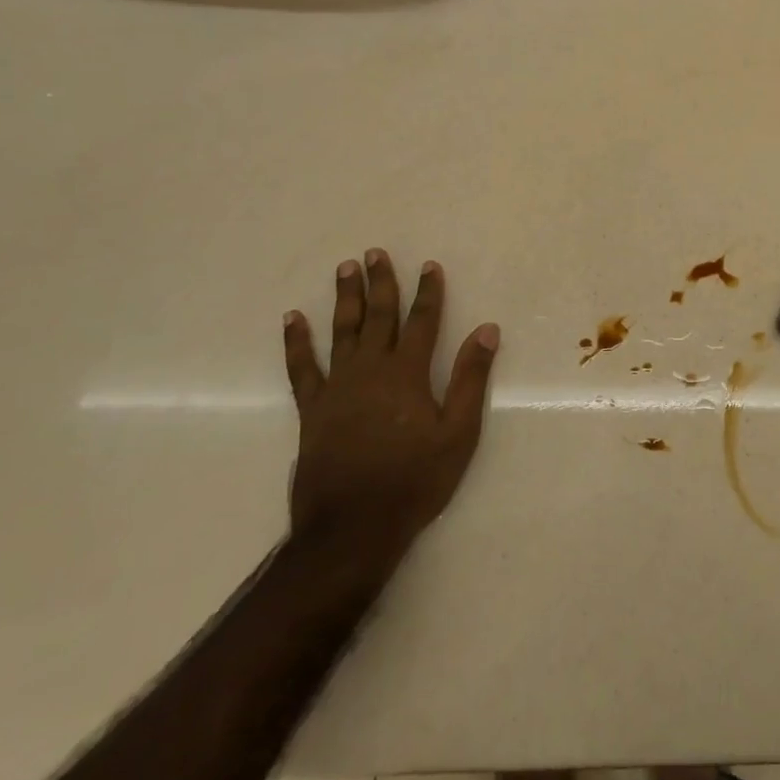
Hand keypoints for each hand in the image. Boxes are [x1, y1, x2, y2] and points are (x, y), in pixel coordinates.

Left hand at [282, 250, 498, 560]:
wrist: (352, 527)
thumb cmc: (414, 480)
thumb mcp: (459, 433)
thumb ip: (470, 378)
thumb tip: (486, 330)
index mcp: (408, 374)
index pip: (422, 321)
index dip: (428, 292)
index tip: (429, 265)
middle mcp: (371, 370)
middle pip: (378, 317)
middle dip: (381, 283)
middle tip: (375, 253)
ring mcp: (337, 387)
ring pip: (342, 332)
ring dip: (345, 299)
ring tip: (345, 269)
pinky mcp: (313, 409)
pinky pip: (302, 368)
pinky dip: (296, 342)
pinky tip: (292, 319)